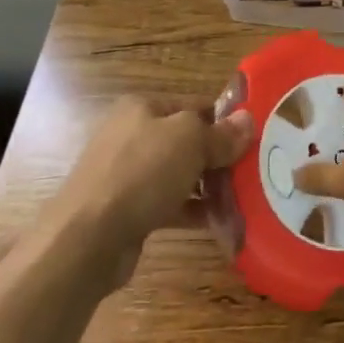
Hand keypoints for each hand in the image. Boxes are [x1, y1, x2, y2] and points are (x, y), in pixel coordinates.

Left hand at [50, 96, 252, 283]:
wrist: (87, 237)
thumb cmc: (141, 173)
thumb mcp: (189, 141)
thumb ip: (221, 133)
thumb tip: (248, 121)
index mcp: (142, 108)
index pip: (195, 105)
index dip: (225, 120)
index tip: (256, 138)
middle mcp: (132, 135)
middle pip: (188, 141)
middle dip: (219, 156)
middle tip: (254, 170)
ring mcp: (128, 175)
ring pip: (180, 174)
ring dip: (210, 186)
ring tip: (244, 197)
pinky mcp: (129, 210)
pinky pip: (170, 204)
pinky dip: (194, 210)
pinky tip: (220, 221)